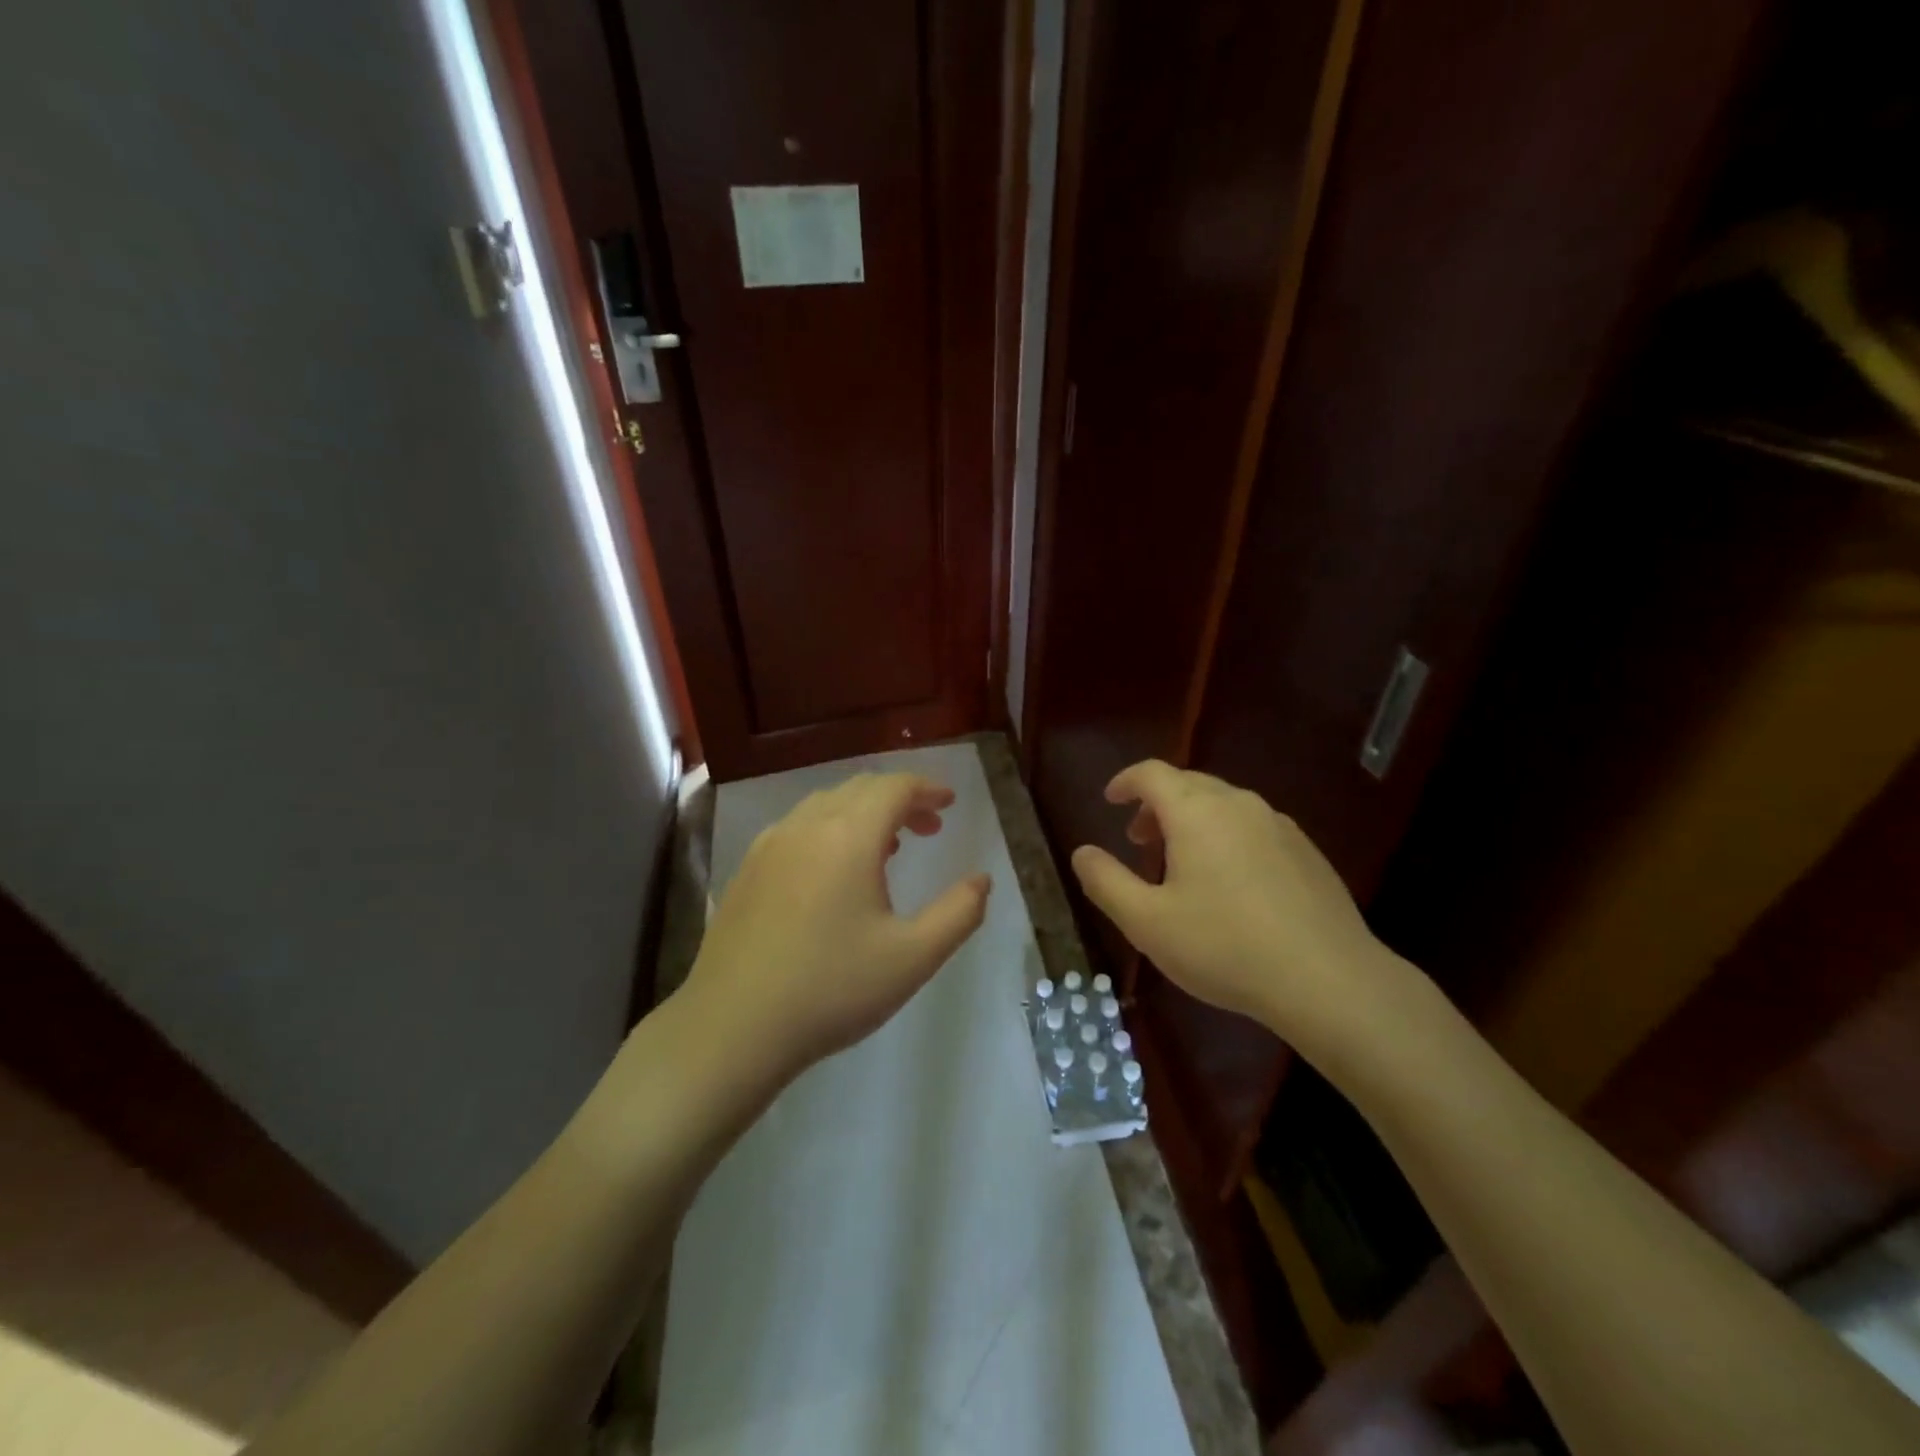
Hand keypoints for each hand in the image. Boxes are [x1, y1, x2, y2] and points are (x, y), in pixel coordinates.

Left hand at [681, 773, 991, 1079]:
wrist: (732, 1027)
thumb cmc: (831, 989)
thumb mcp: (912, 958)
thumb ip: (958, 913)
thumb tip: (982, 880)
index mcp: (849, 836)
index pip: (894, 787)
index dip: (927, 788)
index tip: (950, 802)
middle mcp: (807, 826)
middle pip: (860, 789)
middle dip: (900, 799)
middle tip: (930, 826)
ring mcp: (770, 845)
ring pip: (826, 805)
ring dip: (864, 813)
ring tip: (889, 847)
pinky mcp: (748, 869)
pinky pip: (799, 828)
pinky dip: (830, 829)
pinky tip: (834, 872)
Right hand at [1069, 760, 1408, 1060]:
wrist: (1328, 979)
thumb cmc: (1224, 946)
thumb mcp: (1146, 922)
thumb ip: (1105, 881)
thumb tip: (1082, 853)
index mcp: (1196, 811)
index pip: (1152, 774)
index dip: (1125, 782)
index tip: (1110, 800)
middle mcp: (1239, 804)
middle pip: (1188, 785)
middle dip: (1156, 806)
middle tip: (1139, 840)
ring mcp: (1279, 825)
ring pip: (1223, 806)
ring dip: (1192, 822)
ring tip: (1181, 865)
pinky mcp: (1306, 851)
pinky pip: (1253, 827)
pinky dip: (1226, 837)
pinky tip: (1230, 885)